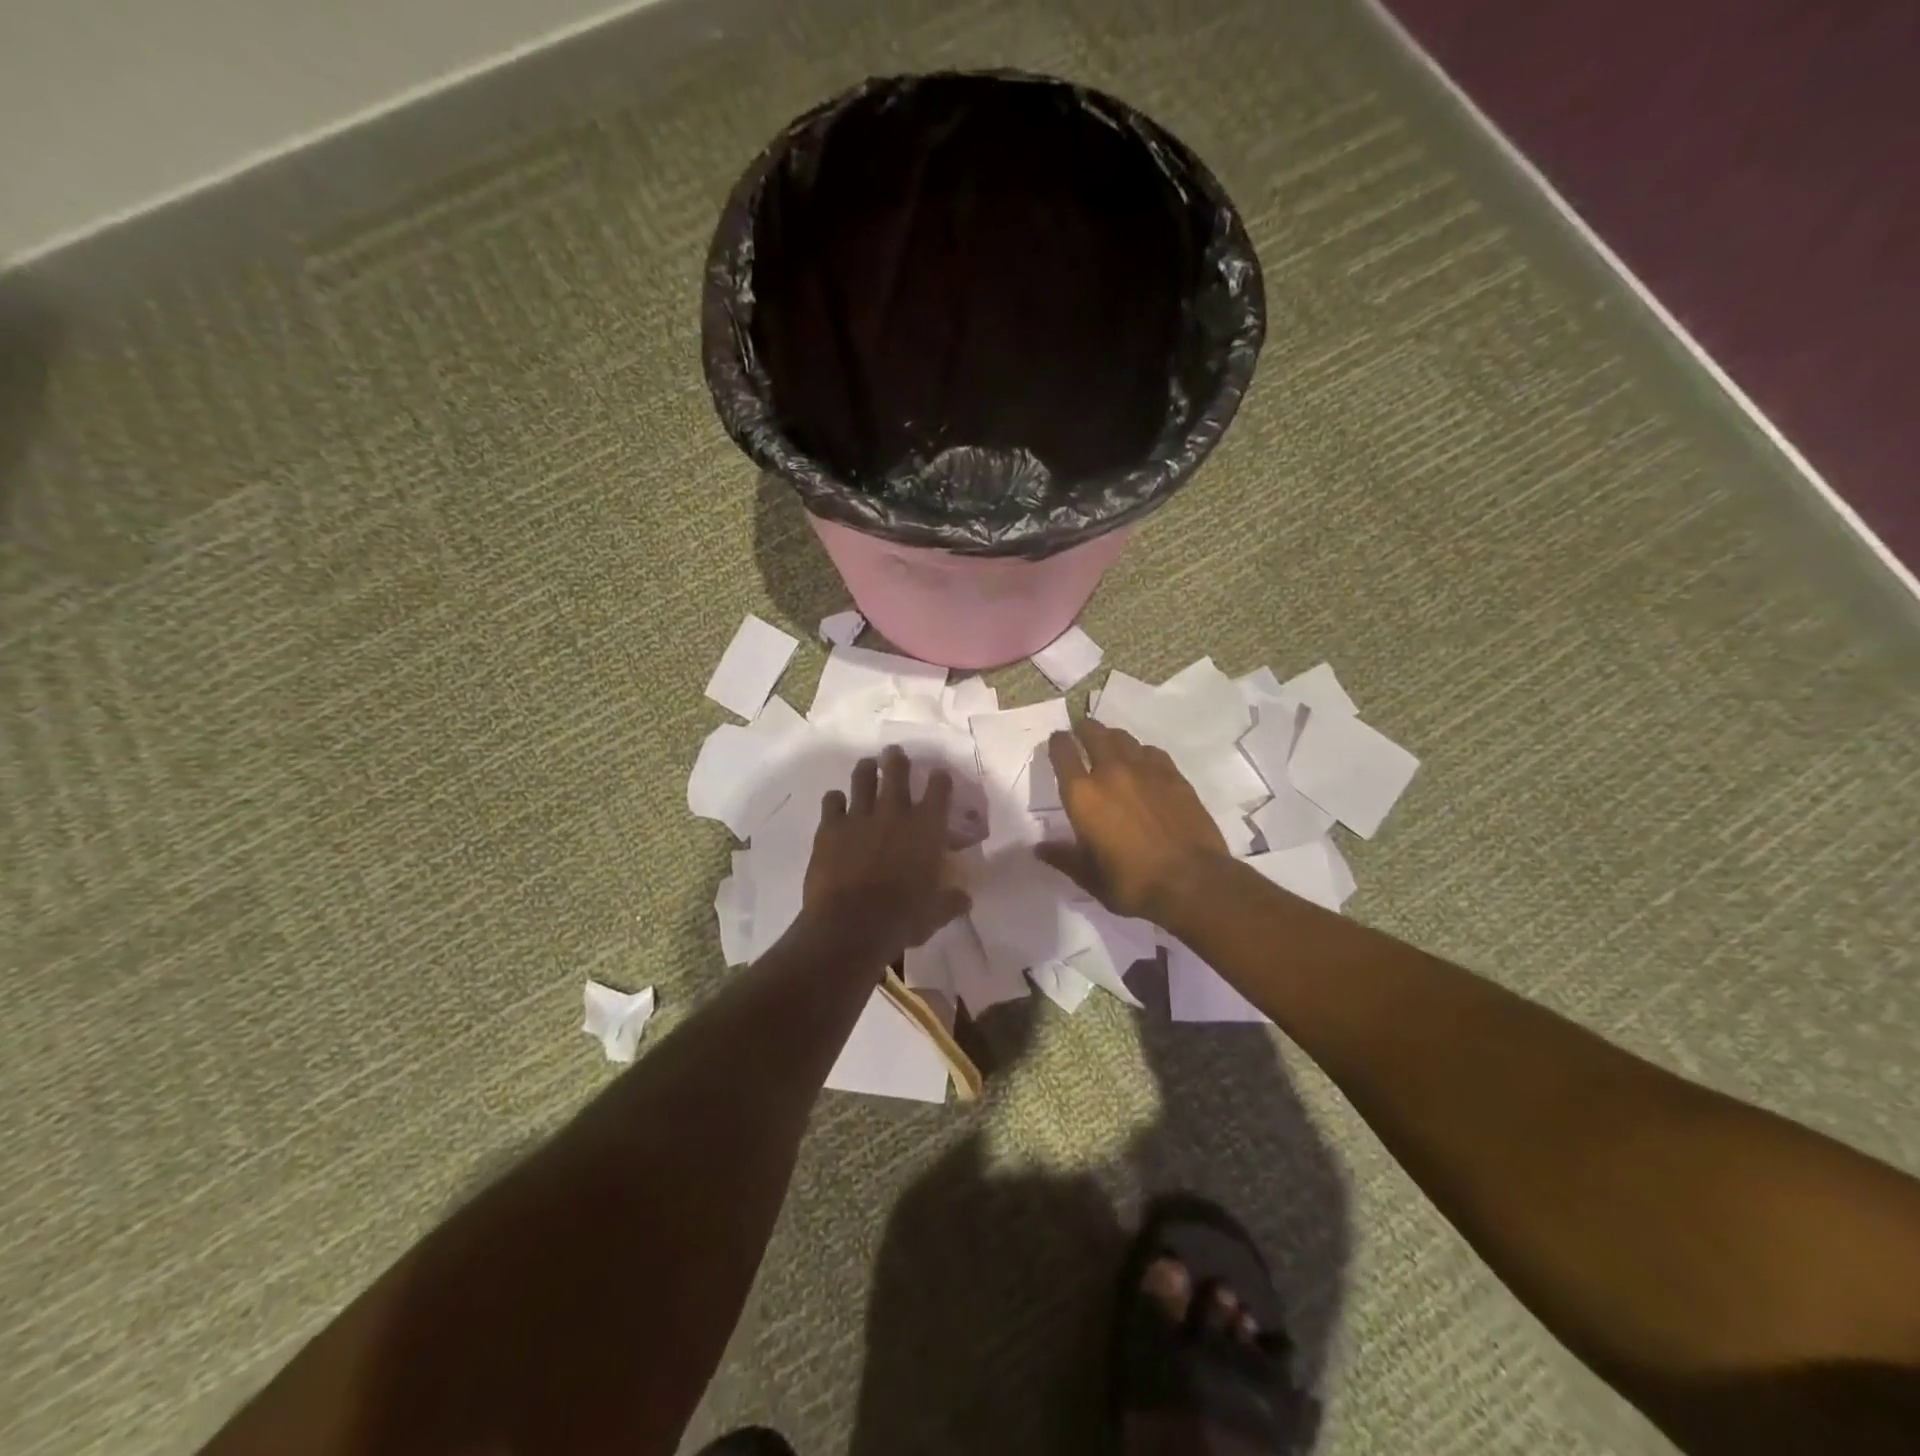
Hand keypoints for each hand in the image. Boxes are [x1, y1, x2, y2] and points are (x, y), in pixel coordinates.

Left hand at [802, 746, 971, 961]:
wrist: (850, 926)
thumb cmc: (901, 919)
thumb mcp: (934, 914)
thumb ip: (950, 902)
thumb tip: (964, 899)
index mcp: (926, 828)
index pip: (938, 790)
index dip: (940, 779)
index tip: (939, 775)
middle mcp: (894, 813)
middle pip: (896, 772)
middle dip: (897, 759)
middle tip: (895, 752)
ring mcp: (859, 816)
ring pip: (863, 779)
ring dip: (866, 769)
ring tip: (867, 764)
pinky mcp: (830, 828)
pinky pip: (832, 801)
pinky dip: (835, 799)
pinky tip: (836, 801)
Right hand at [1037, 720, 1228, 922]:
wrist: (1192, 882)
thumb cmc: (1132, 883)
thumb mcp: (1090, 877)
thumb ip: (1063, 857)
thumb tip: (1039, 849)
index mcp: (1083, 795)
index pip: (1063, 752)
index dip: (1057, 743)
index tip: (1057, 742)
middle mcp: (1111, 772)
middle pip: (1094, 733)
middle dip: (1084, 729)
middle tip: (1082, 732)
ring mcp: (1145, 770)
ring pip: (1123, 738)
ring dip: (1112, 737)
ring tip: (1110, 745)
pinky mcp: (1173, 775)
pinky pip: (1151, 751)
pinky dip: (1141, 752)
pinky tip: (1143, 764)